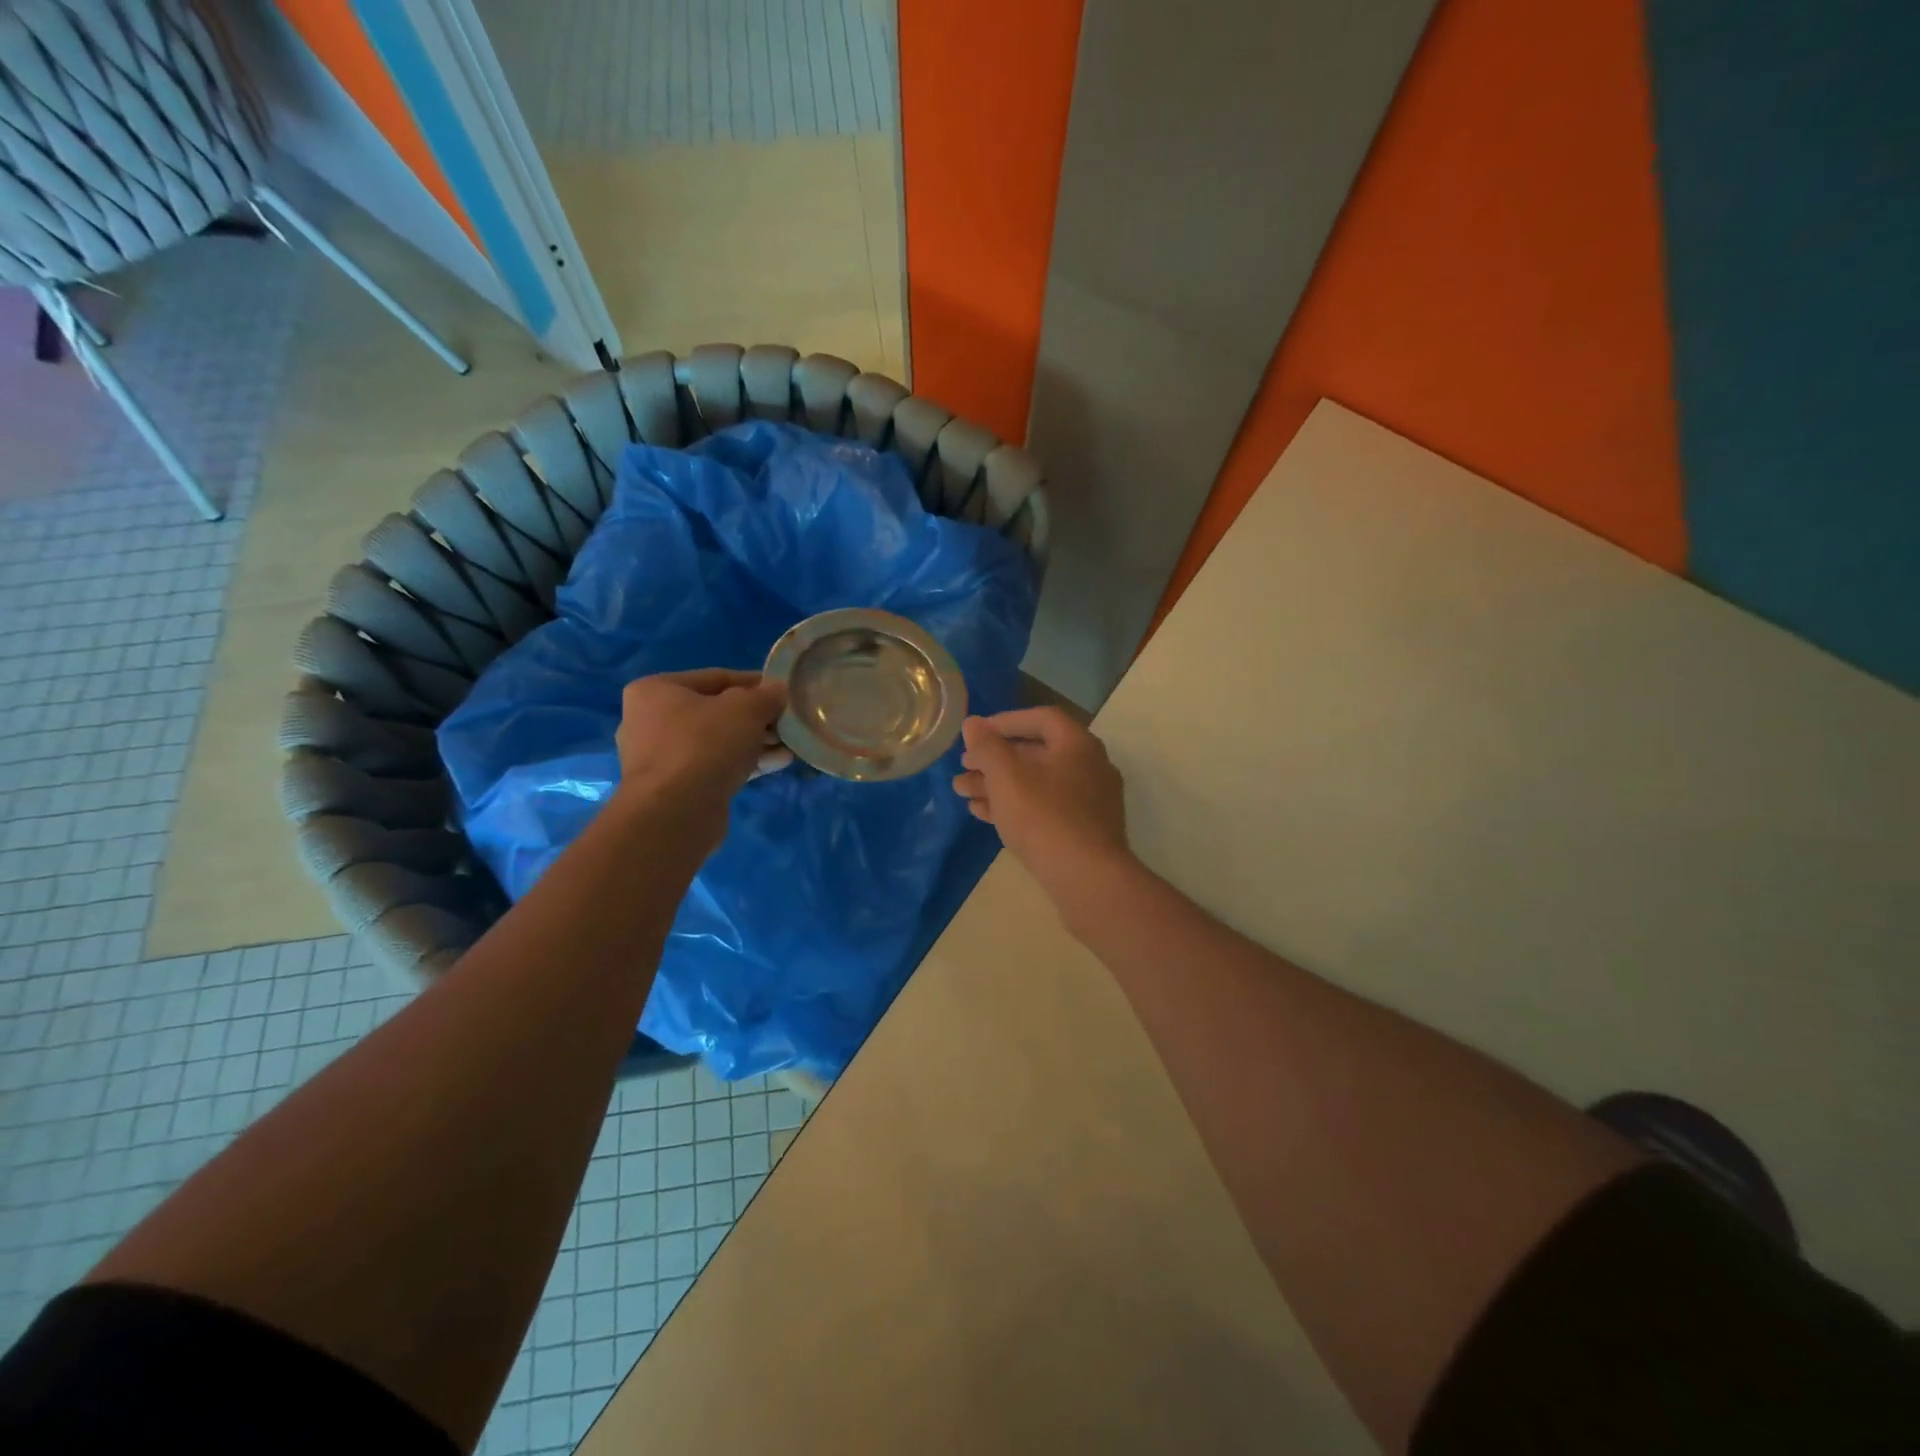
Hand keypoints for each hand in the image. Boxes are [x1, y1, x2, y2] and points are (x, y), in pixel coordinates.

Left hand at [615, 670, 789, 853]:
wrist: (675, 812)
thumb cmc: (705, 744)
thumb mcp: (746, 709)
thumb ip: (766, 695)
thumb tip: (779, 690)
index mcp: (656, 690)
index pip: (716, 678)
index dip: (755, 683)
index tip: (784, 692)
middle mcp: (651, 721)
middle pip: (717, 712)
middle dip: (758, 718)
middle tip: (788, 723)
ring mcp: (662, 758)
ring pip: (719, 742)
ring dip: (756, 743)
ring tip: (790, 746)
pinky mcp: (676, 788)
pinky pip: (717, 766)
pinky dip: (746, 763)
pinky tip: (779, 763)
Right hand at [952, 708, 1131, 897]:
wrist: (1087, 878)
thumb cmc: (1044, 817)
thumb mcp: (1007, 777)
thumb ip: (987, 746)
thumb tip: (972, 723)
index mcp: (1077, 744)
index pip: (1040, 718)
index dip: (1005, 721)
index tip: (976, 733)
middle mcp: (1089, 766)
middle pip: (1036, 752)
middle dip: (994, 759)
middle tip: (963, 767)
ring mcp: (1088, 801)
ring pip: (1036, 783)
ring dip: (998, 784)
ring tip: (962, 792)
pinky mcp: (1082, 830)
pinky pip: (1044, 807)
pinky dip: (1014, 805)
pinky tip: (982, 814)